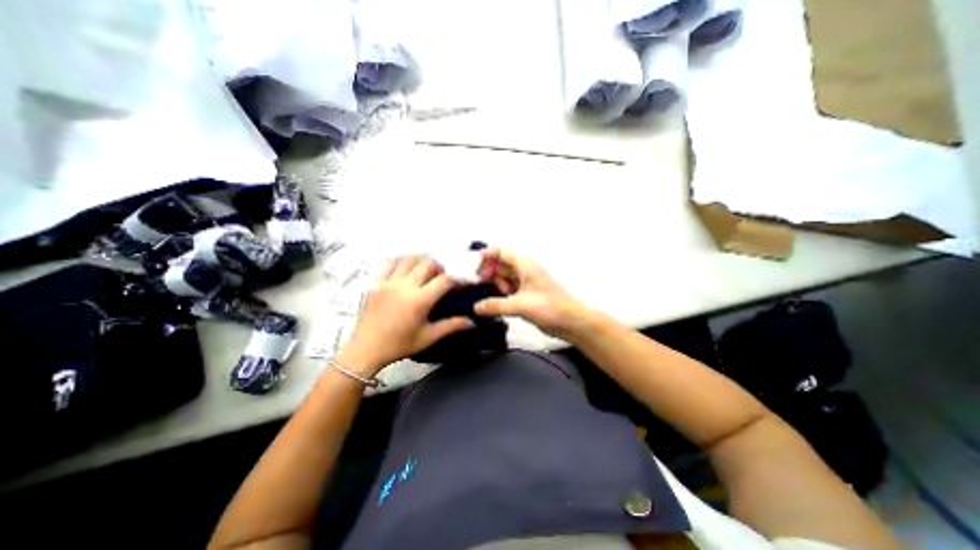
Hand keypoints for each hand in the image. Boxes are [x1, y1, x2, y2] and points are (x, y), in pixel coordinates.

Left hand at [338, 255, 473, 375]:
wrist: (366, 349)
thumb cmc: (399, 345)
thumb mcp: (428, 337)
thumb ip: (451, 326)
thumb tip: (473, 322)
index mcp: (419, 300)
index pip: (444, 280)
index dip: (457, 278)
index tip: (462, 282)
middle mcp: (405, 286)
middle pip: (427, 264)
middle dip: (439, 267)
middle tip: (442, 276)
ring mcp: (389, 282)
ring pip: (409, 259)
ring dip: (422, 261)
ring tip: (426, 270)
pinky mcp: (377, 283)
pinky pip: (391, 264)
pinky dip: (402, 262)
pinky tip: (407, 268)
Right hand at [472, 249, 589, 339]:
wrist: (571, 322)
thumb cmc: (549, 307)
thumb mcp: (520, 305)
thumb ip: (496, 306)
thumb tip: (476, 307)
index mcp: (525, 265)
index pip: (502, 253)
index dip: (487, 255)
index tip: (472, 264)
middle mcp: (525, 271)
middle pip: (502, 265)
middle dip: (488, 271)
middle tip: (476, 283)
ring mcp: (527, 283)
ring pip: (505, 278)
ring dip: (495, 283)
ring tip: (483, 293)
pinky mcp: (528, 295)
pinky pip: (510, 289)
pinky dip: (501, 293)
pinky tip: (493, 302)